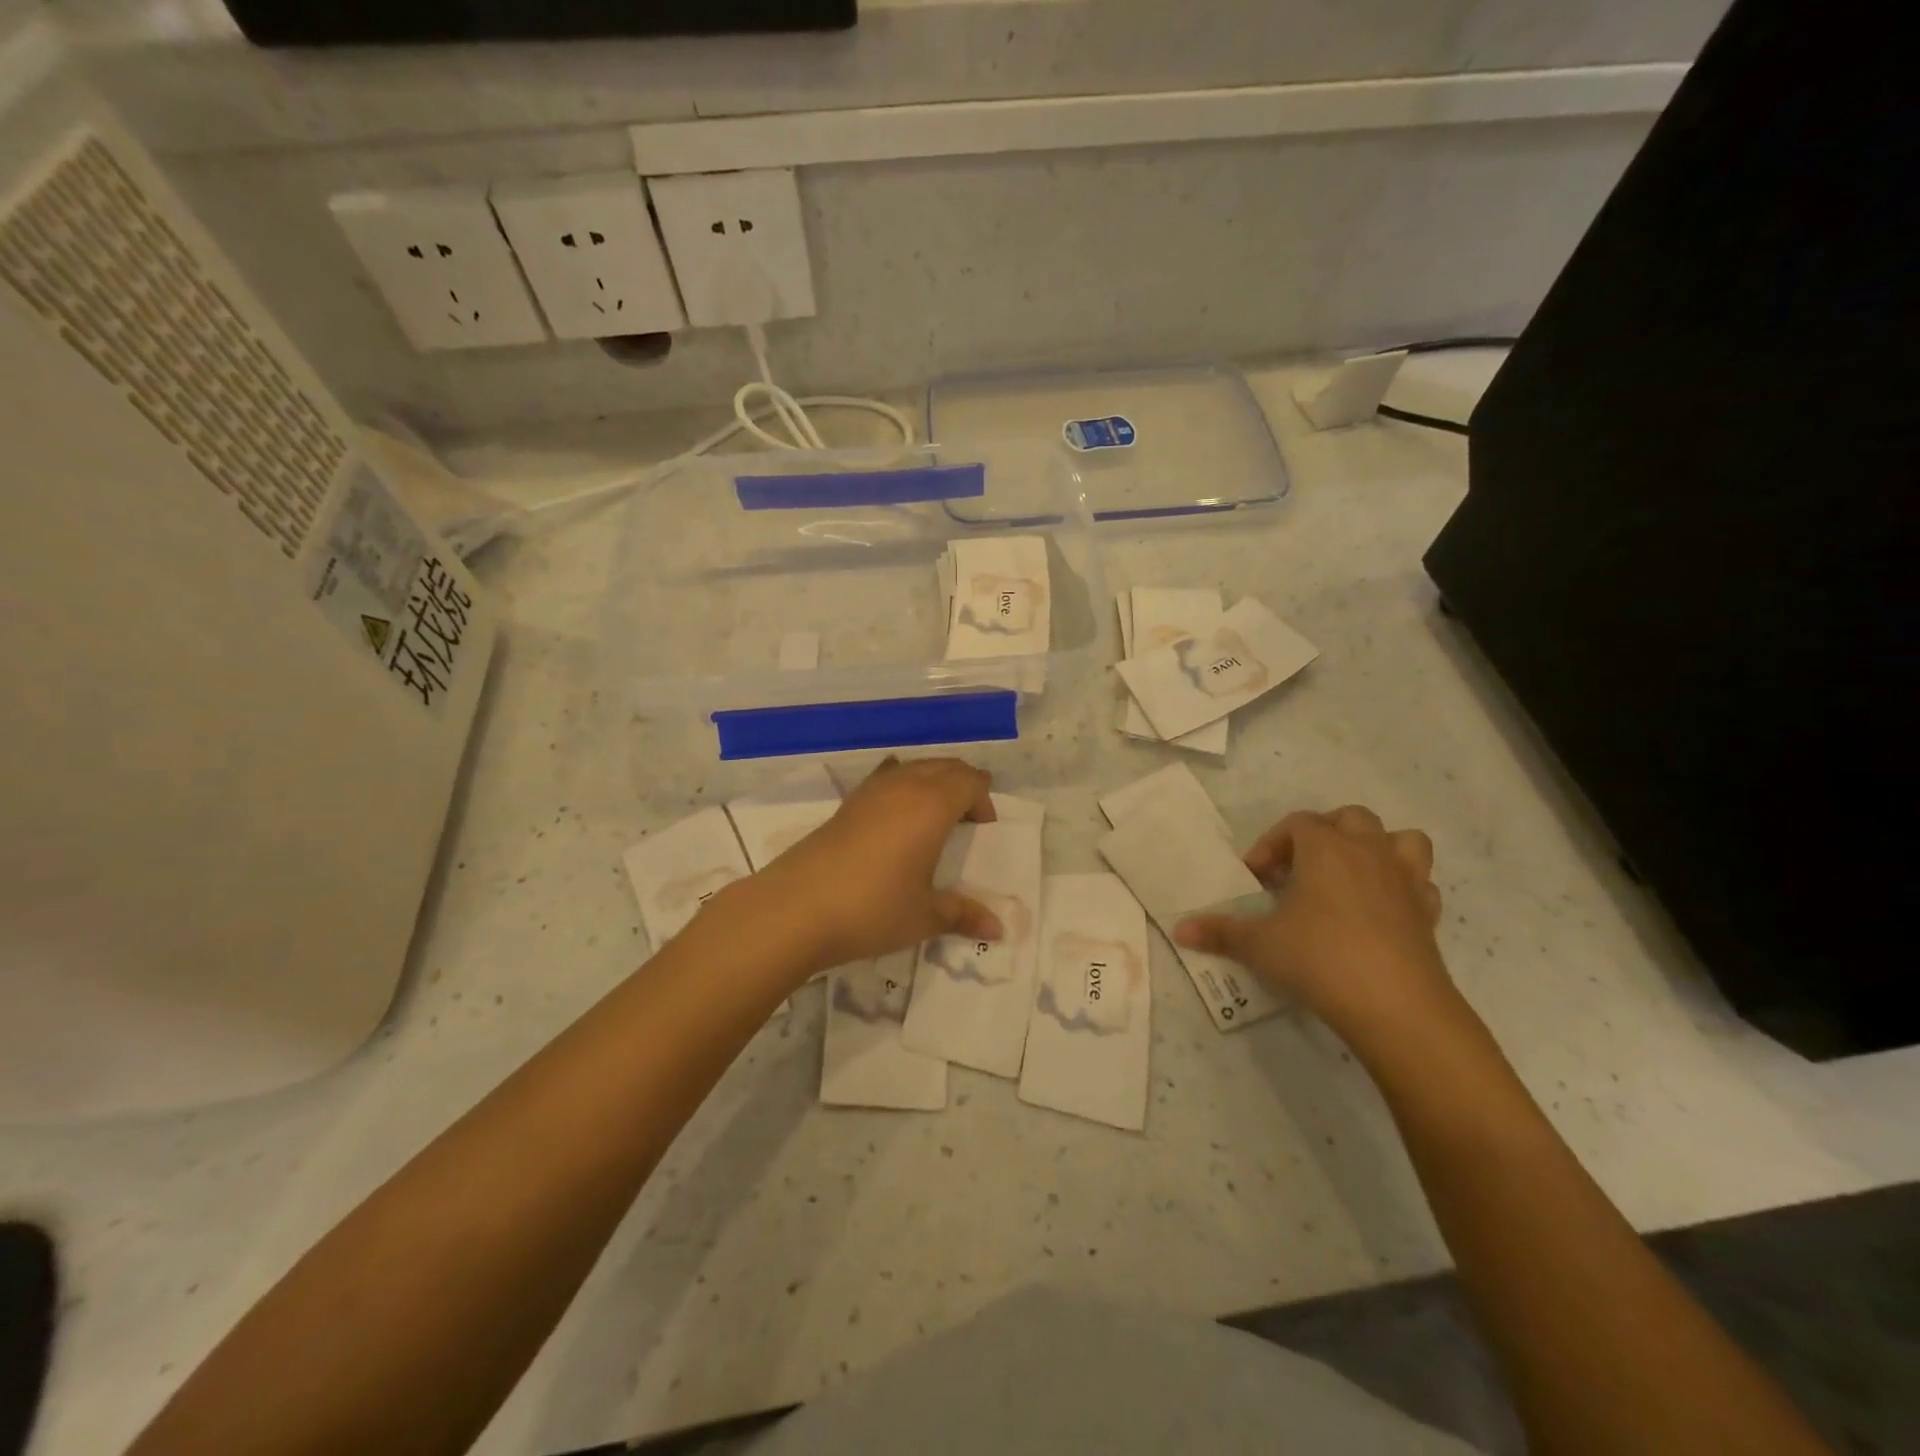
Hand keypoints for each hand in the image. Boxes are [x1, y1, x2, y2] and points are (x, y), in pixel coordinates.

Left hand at [756, 757, 1002, 970]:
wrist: (796, 908)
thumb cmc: (873, 908)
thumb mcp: (925, 916)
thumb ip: (963, 915)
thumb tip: (999, 930)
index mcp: (932, 805)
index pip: (969, 781)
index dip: (983, 799)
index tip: (984, 828)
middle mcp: (904, 787)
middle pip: (943, 766)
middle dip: (962, 784)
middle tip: (968, 816)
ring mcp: (871, 791)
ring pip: (913, 767)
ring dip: (932, 782)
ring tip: (935, 814)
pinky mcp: (846, 804)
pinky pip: (884, 778)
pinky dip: (900, 784)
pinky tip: (894, 810)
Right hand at [1174, 805, 1462, 1047]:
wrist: (1396, 1006)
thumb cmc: (1319, 958)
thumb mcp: (1259, 945)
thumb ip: (1220, 932)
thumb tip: (1179, 928)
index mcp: (1325, 848)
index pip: (1296, 824)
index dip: (1271, 845)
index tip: (1256, 878)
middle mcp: (1368, 852)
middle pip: (1349, 818)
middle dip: (1323, 834)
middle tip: (1300, 869)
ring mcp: (1405, 880)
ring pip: (1401, 839)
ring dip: (1376, 849)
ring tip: (1350, 877)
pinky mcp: (1428, 914)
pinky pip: (1419, 884)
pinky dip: (1401, 889)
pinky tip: (1381, 912)